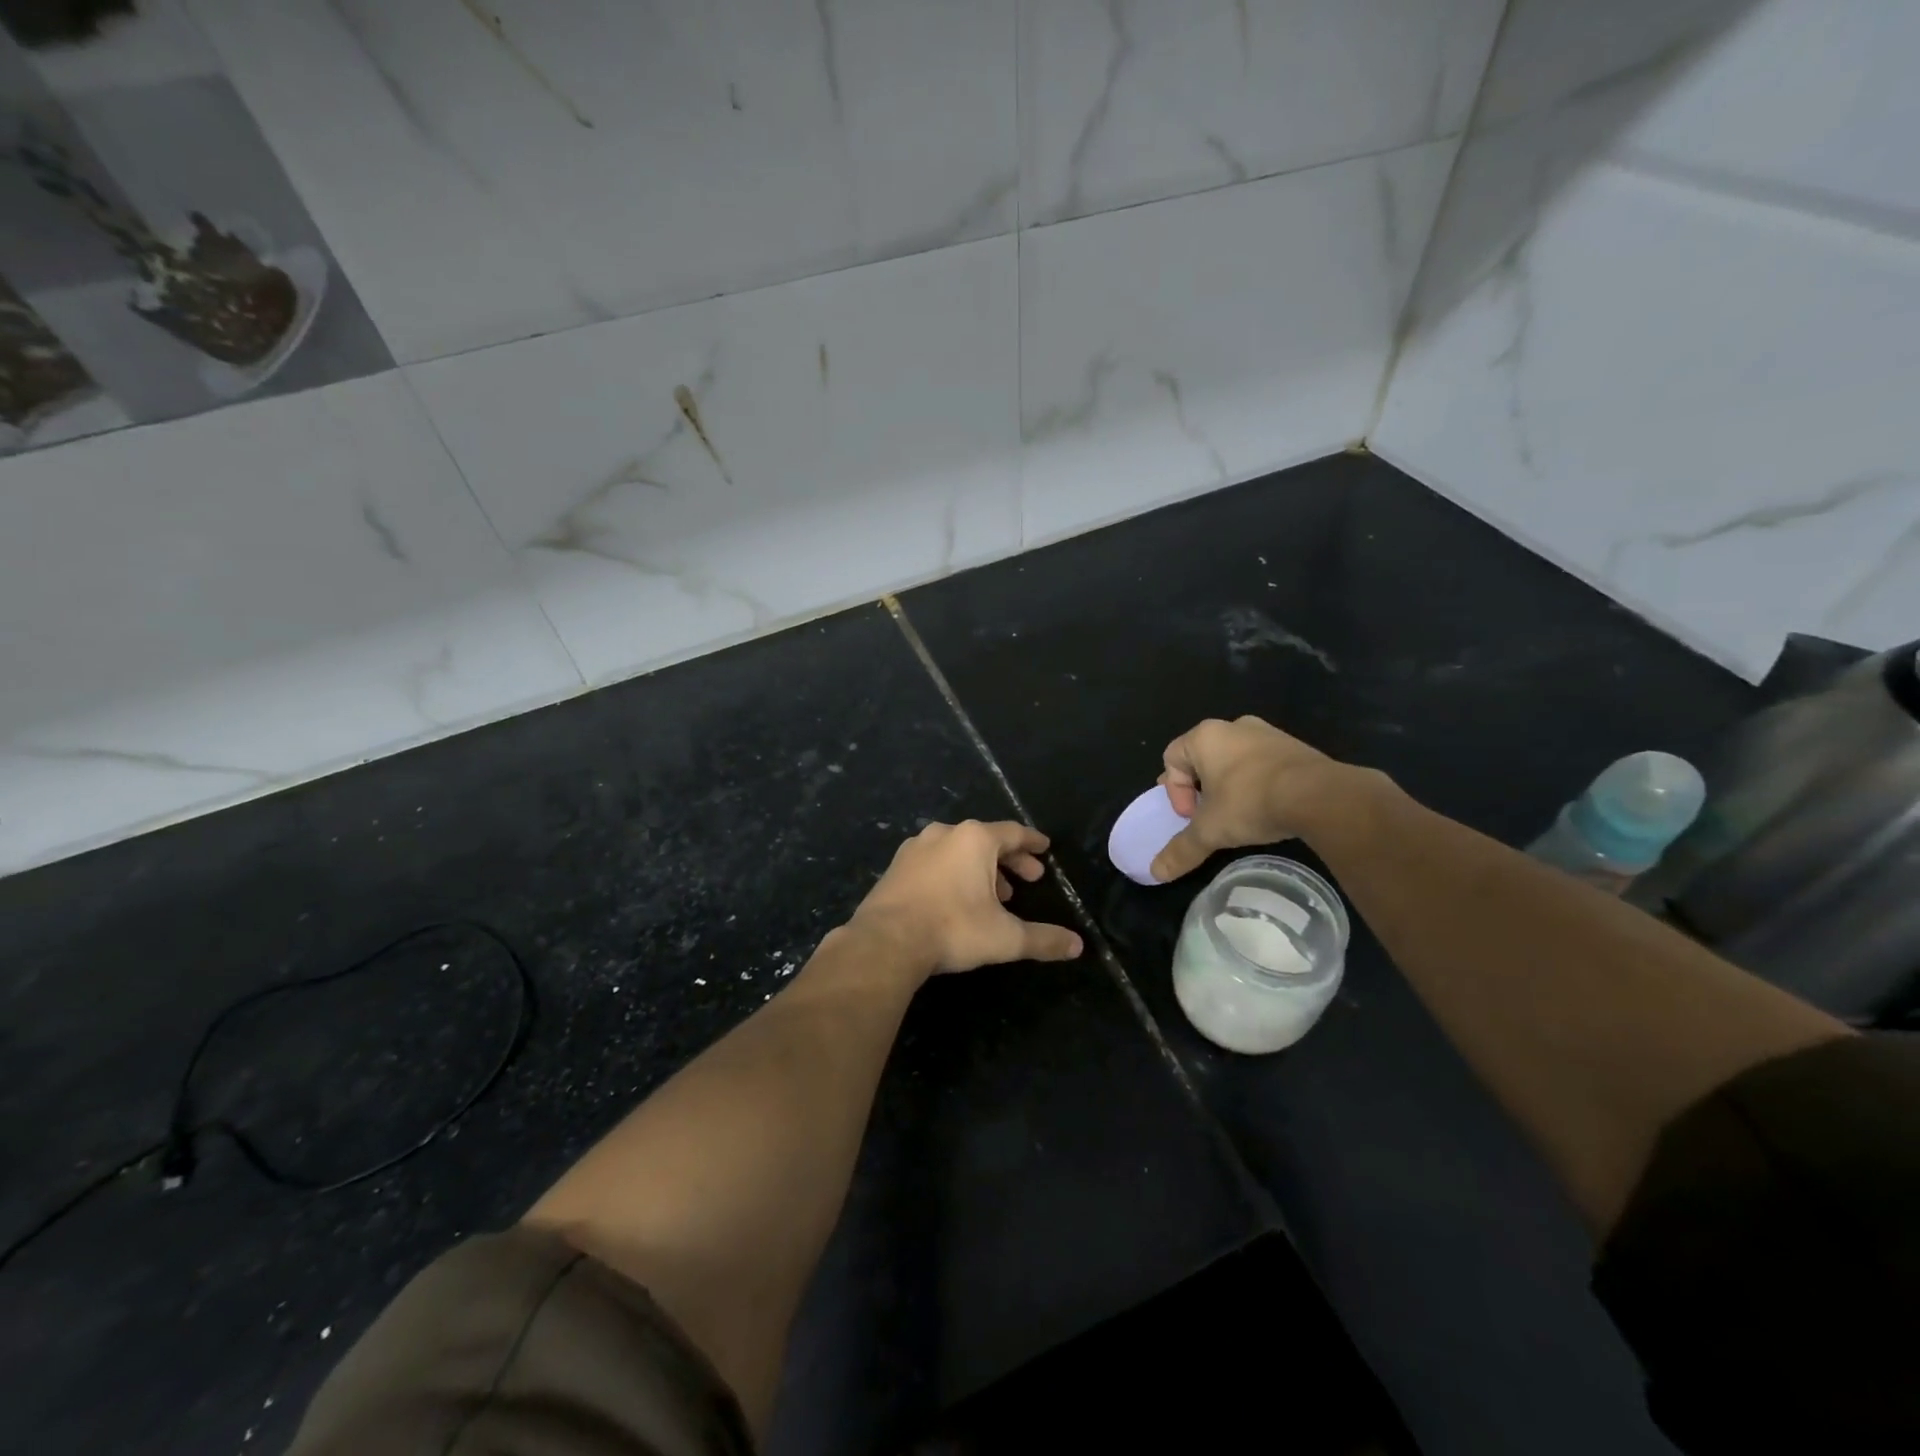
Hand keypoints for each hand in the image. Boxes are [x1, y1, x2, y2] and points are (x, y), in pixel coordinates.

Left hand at [849, 821, 1083, 974]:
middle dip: (1011, 859)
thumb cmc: (953, 929)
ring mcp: (916, 847)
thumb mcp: (1005, 937)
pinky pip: (935, 862)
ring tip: (997, 894)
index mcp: (975, 839)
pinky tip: (957, 897)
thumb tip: (1077, 946)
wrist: (886, 941)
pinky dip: (953, 873)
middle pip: (987, 839)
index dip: (1032, 843)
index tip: (1045, 848)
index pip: (1014, 833)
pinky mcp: (896, 866)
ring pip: (959, 850)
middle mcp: (945, 833)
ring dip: (981, 868)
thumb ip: (1043, 939)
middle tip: (1030, 878)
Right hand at [1151, 716, 1355, 881]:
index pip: (1171, 759)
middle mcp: (1233, 726)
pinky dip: (1257, 782)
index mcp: (1205, 737)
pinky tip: (1267, 807)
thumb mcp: (1210, 831)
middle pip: (1202, 757)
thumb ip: (1181, 849)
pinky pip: (1263, 763)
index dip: (1175, 791)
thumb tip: (1155, 872)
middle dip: (1200, 787)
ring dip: (1229, 784)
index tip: (1192, 816)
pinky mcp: (1294, 746)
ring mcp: (1267, 733)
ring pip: (1234, 759)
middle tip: (1208, 814)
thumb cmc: (1251, 802)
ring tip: (1239, 813)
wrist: (1319, 795)